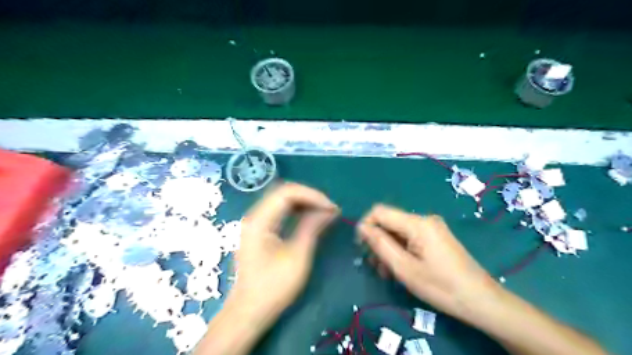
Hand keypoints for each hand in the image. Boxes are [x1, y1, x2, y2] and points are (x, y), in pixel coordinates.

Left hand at [224, 184, 338, 321]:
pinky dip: (296, 211)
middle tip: (330, 209)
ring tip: (324, 212)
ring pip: (282, 201)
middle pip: (284, 193)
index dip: (312, 195)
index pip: (287, 193)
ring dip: (304, 203)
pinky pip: (279, 211)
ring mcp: (255, 222)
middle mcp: (254, 216)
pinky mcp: (259, 230)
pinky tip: (310, 218)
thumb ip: (312, 228)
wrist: (248, 312)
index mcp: (259, 220)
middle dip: (309, 197)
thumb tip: (329, 210)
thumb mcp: (297, 257)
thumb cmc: (273, 288)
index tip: (331, 207)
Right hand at [357, 204, 495, 317]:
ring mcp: (431, 228)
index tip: (361, 247)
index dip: (366, 225)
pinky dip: (400, 250)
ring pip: (398, 232)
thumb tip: (362, 227)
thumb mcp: (404, 268)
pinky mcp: (436, 237)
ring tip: (386, 272)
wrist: (481, 300)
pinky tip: (399, 268)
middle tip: (375, 266)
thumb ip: (380, 244)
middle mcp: (424, 219)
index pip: (379, 211)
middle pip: (389, 222)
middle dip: (377, 241)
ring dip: (388, 249)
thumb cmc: (441, 286)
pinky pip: (410, 238)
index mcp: (417, 223)